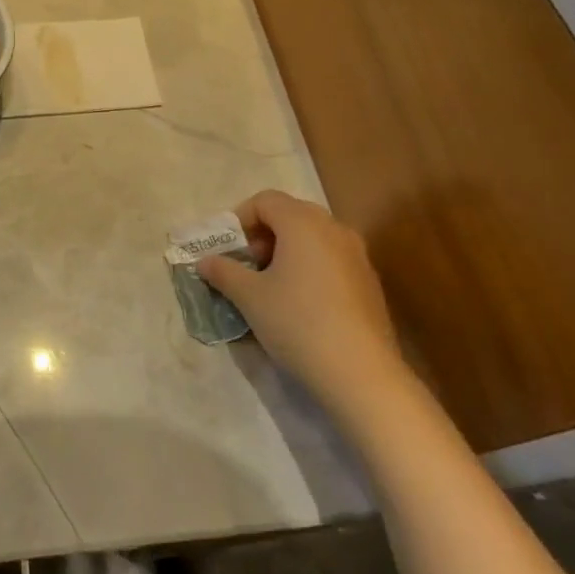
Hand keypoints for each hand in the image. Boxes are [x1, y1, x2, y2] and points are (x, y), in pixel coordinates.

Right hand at [198, 190, 408, 424]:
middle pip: (291, 215)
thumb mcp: (249, 297)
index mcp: (303, 223)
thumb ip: (223, 272)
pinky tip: (300, 304)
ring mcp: (357, 255)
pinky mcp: (369, 282)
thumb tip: (205, 261)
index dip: (240, 219)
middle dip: (263, 235)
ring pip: (313, 238)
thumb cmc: (297, 322)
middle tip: (247, 265)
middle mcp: (334, 229)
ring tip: (270, 285)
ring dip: (286, 251)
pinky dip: (309, 268)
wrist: (361, 373)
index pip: (265, 200)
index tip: (228, 249)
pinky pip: (331, 260)